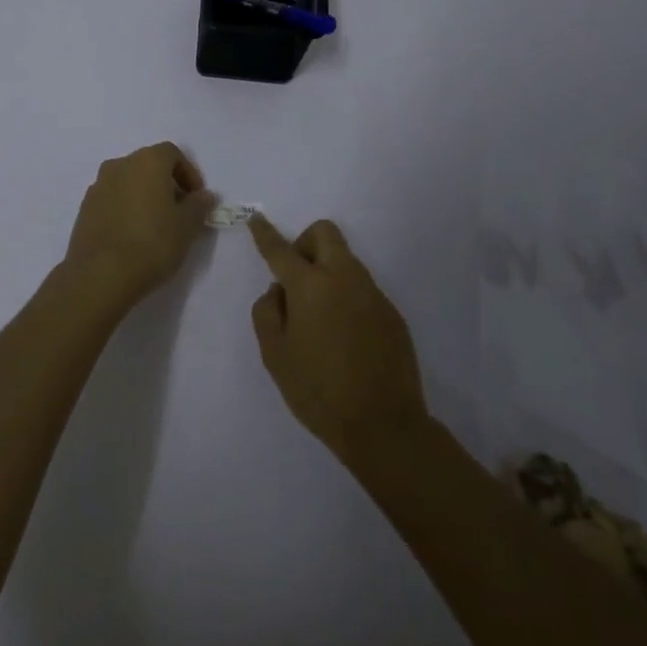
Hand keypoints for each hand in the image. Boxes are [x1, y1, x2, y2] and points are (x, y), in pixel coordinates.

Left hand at [63, 143, 219, 314]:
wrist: (100, 274)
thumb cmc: (152, 243)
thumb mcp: (187, 226)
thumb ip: (199, 206)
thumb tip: (204, 195)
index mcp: (147, 161)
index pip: (172, 153)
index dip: (188, 173)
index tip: (196, 198)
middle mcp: (120, 165)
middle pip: (148, 165)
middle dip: (166, 183)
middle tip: (178, 212)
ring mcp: (98, 185)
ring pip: (128, 181)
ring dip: (144, 195)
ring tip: (155, 225)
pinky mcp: (85, 207)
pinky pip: (112, 199)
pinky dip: (125, 208)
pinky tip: (132, 234)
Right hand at [249, 214, 430, 467]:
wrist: (385, 426)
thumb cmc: (319, 390)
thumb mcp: (275, 355)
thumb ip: (267, 312)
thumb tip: (279, 291)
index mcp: (311, 285)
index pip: (281, 249)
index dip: (265, 233)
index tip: (255, 219)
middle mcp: (344, 278)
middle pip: (324, 233)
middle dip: (305, 243)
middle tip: (295, 278)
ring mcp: (372, 293)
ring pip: (345, 260)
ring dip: (326, 271)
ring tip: (318, 317)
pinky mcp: (391, 313)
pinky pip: (362, 289)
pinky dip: (346, 297)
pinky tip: (344, 337)